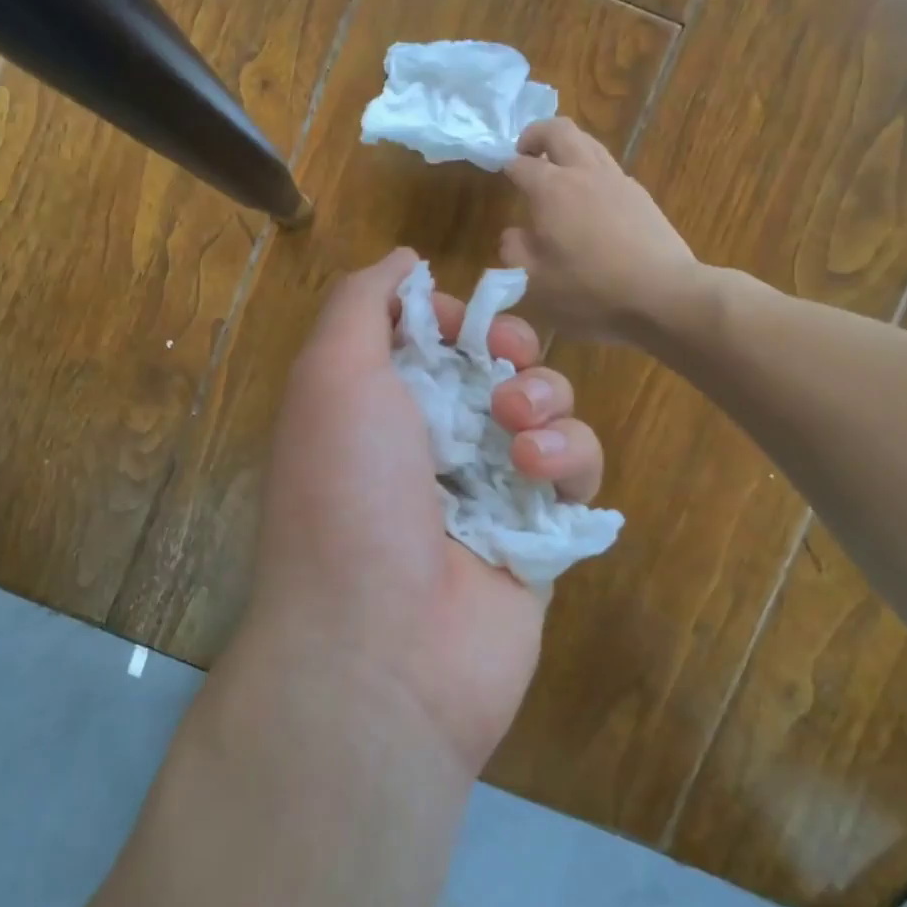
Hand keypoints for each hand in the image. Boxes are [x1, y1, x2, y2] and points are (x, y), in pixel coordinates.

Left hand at [245, 248, 605, 774]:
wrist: (381, 644)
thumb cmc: (347, 490)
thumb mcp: (332, 374)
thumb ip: (362, 303)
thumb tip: (405, 262)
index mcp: (374, 404)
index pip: (431, 335)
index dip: (455, 314)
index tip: (465, 318)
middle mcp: (428, 442)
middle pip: (495, 364)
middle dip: (511, 349)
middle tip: (507, 363)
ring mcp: (486, 488)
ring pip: (545, 409)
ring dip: (544, 400)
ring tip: (518, 430)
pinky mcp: (537, 532)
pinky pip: (575, 471)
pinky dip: (570, 458)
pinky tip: (541, 474)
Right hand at [503, 117, 698, 343]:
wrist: (662, 293)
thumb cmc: (590, 289)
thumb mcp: (535, 281)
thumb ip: (515, 251)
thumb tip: (513, 233)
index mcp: (551, 189)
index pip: (521, 164)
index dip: (506, 167)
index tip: (501, 176)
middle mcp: (584, 172)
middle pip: (559, 130)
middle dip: (536, 134)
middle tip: (525, 154)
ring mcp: (617, 179)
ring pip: (588, 142)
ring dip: (566, 148)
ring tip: (556, 173)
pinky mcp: (640, 194)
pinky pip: (608, 167)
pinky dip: (590, 170)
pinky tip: (588, 201)